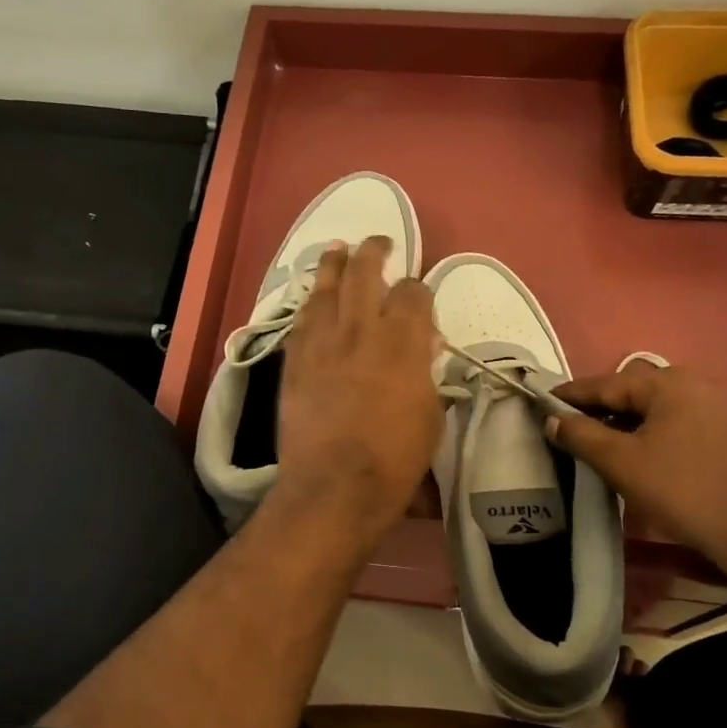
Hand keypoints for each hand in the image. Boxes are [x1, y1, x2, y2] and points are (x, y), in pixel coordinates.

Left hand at [274, 236, 440, 541]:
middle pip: (365, 273)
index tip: (418, 295)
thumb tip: (421, 352)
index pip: (413, 293)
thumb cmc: (395, 458)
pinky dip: (310, 303)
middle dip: (373, 251)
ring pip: (326, 288)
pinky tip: (312, 298)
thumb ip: (424, 374)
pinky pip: (302, 320)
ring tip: (337, 248)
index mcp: (403, 340)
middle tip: (379, 242)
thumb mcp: (431, 416)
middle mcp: (360, 329)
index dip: (418, 289)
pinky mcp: (296, 360)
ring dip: (333, 263)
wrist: (334, 485)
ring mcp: (322, 342)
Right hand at [546, 361, 726, 567]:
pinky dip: (652, 433)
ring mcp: (720, 408)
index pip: (605, 383)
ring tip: (601, 444)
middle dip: (600, 408)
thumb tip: (553, 419)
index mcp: (667, 383)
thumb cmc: (681, 489)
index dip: (570, 394)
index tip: (542, 401)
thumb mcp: (620, 462)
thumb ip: (580, 435)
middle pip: (633, 392)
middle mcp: (696, 384)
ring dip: (626, 423)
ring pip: (657, 409)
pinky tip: (642, 455)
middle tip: (571, 426)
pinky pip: (678, 423)